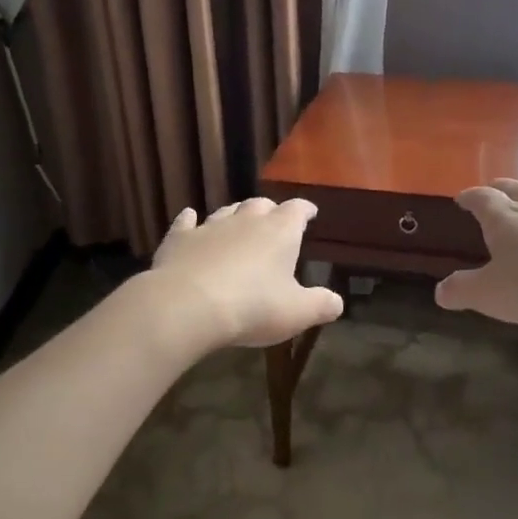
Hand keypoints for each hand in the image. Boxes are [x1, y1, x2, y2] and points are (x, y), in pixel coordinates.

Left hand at [151, 197, 343, 348]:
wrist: (188, 306)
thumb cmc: (253, 307)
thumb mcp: (297, 313)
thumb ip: (321, 305)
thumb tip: (337, 303)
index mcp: (279, 232)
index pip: (297, 210)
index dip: (305, 210)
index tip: (310, 212)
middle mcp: (246, 221)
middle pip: (261, 205)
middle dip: (270, 211)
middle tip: (274, 221)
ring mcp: (210, 227)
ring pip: (226, 211)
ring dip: (235, 215)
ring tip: (239, 222)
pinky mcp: (180, 240)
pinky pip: (186, 223)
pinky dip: (190, 220)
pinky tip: (189, 218)